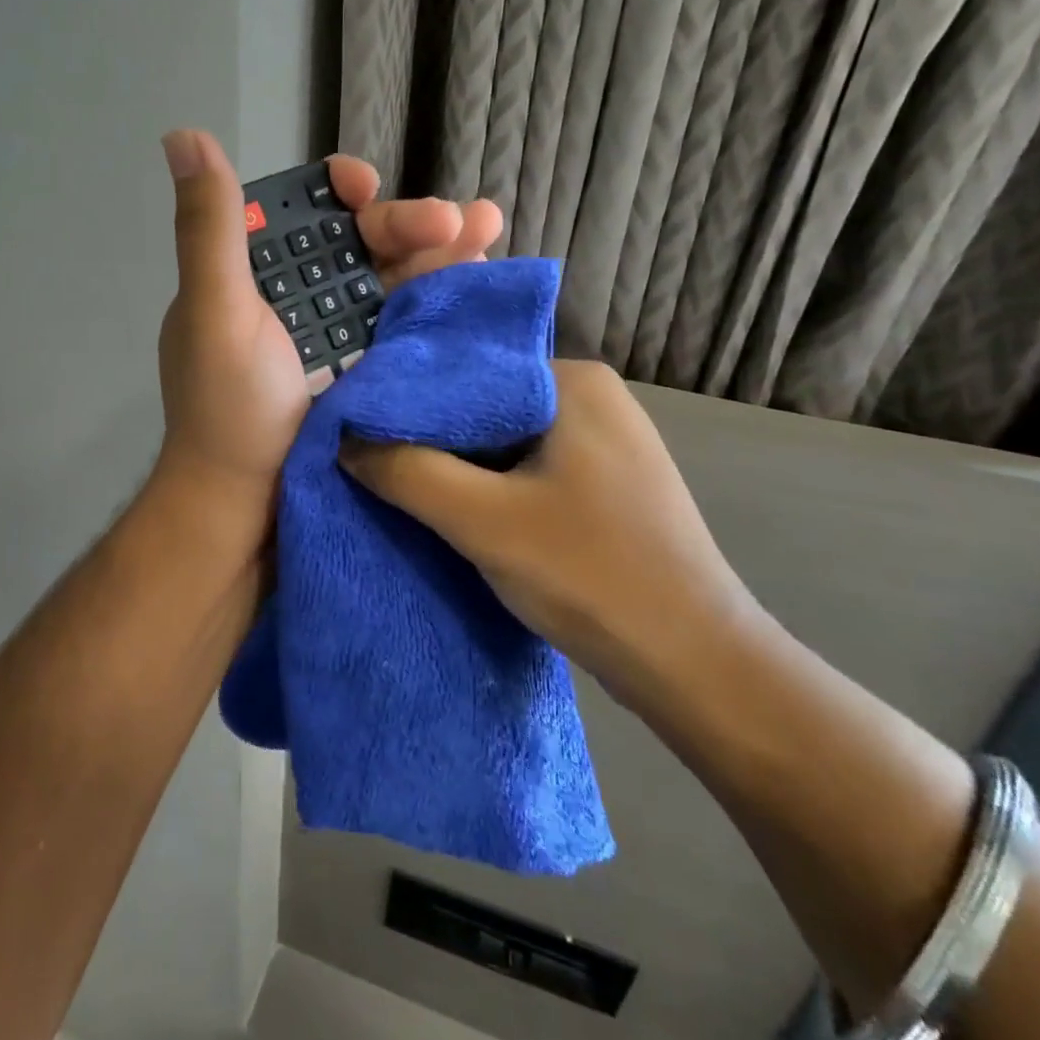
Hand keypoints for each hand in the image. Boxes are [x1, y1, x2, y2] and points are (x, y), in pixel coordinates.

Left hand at [151, 129, 500, 537]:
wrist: (250, 504)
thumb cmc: (227, 407)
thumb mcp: (215, 311)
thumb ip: (210, 229)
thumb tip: (183, 136)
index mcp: (257, 271)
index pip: (304, 210)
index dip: (338, 190)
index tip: (362, 186)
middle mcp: (301, 292)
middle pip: (362, 240)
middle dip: (407, 222)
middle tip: (457, 220)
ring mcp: (341, 331)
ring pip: (396, 275)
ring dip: (443, 249)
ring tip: (488, 226)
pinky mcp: (373, 366)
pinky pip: (411, 320)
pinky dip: (444, 297)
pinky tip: (482, 274)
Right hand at [339, 359, 753, 704]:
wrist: (696, 666)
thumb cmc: (591, 575)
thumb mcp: (483, 521)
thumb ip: (406, 471)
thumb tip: (343, 438)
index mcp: (573, 380)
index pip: (467, 372)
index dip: (408, 402)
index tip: (356, 429)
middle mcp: (592, 397)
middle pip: (484, 406)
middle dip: (431, 438)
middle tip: (369, 460)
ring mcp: (604, 441)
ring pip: (504, 441)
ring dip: (458, 467)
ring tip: (400, 485)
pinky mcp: (605, 484)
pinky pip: (528, 469)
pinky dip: (490, 487)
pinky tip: (455, 509)